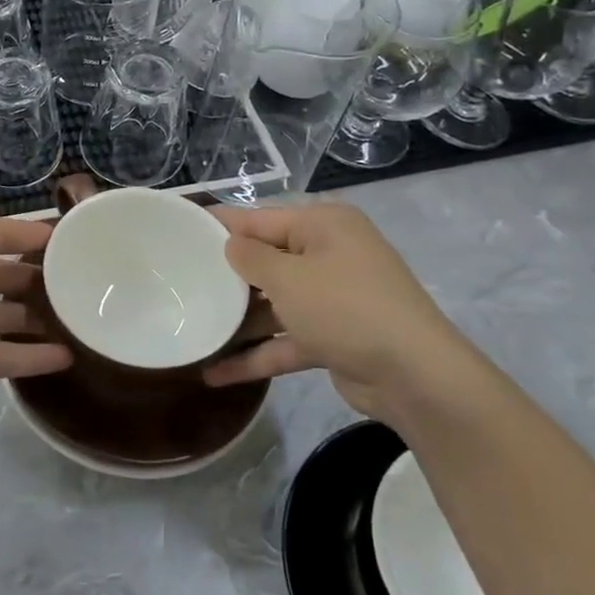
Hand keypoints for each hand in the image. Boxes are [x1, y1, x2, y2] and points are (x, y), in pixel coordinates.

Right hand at [204, 202, 484, 424]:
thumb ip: (250, 257)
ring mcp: (333, 298)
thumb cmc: (345, 308)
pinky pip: (286, 338)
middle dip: (226, 276)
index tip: (179, 231)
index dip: (220, 225)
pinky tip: (216, 374)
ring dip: (238, 321)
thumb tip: (231, 245)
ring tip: (191, 328)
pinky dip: (257, 354)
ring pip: (274, 303)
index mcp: (323, 226)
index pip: (259, 218)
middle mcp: (329, 254)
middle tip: (179, 282)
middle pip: (266, 260)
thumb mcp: (288, 277)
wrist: (415, 377)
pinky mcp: (333, 336)